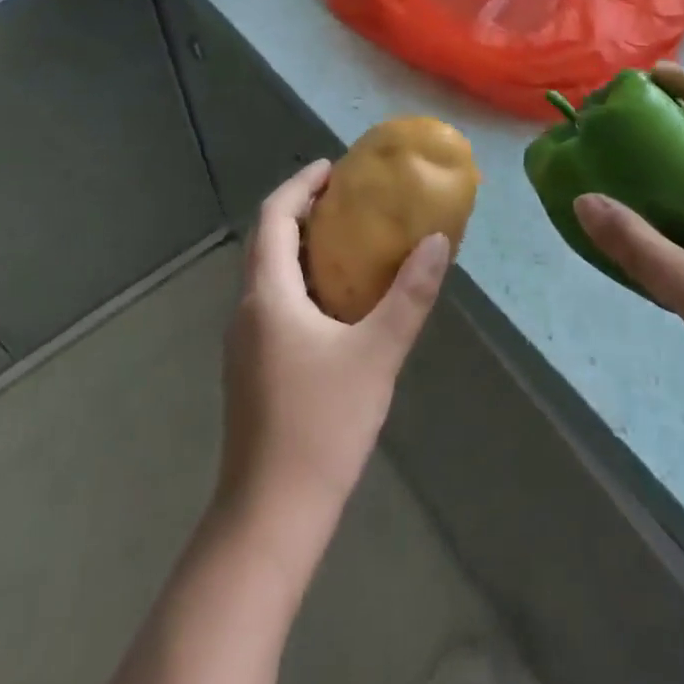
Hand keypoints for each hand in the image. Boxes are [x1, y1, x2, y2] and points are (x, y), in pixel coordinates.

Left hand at [216, 160, 450, 534]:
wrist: (271, 515)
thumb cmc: (321, 425)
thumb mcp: (377, 354)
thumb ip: (409, 296)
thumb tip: (437, 242)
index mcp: (268, 295)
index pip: (274, 217)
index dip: (300, 185)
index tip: (333, 168)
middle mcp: (248, 309)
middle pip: (268, 241)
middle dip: (303, 211)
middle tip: (349, 200)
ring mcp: (245, 342)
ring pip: (270, 274)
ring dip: (303, 247)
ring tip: (350, 241)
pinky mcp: (253, 368)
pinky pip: (275, 302)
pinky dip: (302, 281)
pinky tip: (339, 303)